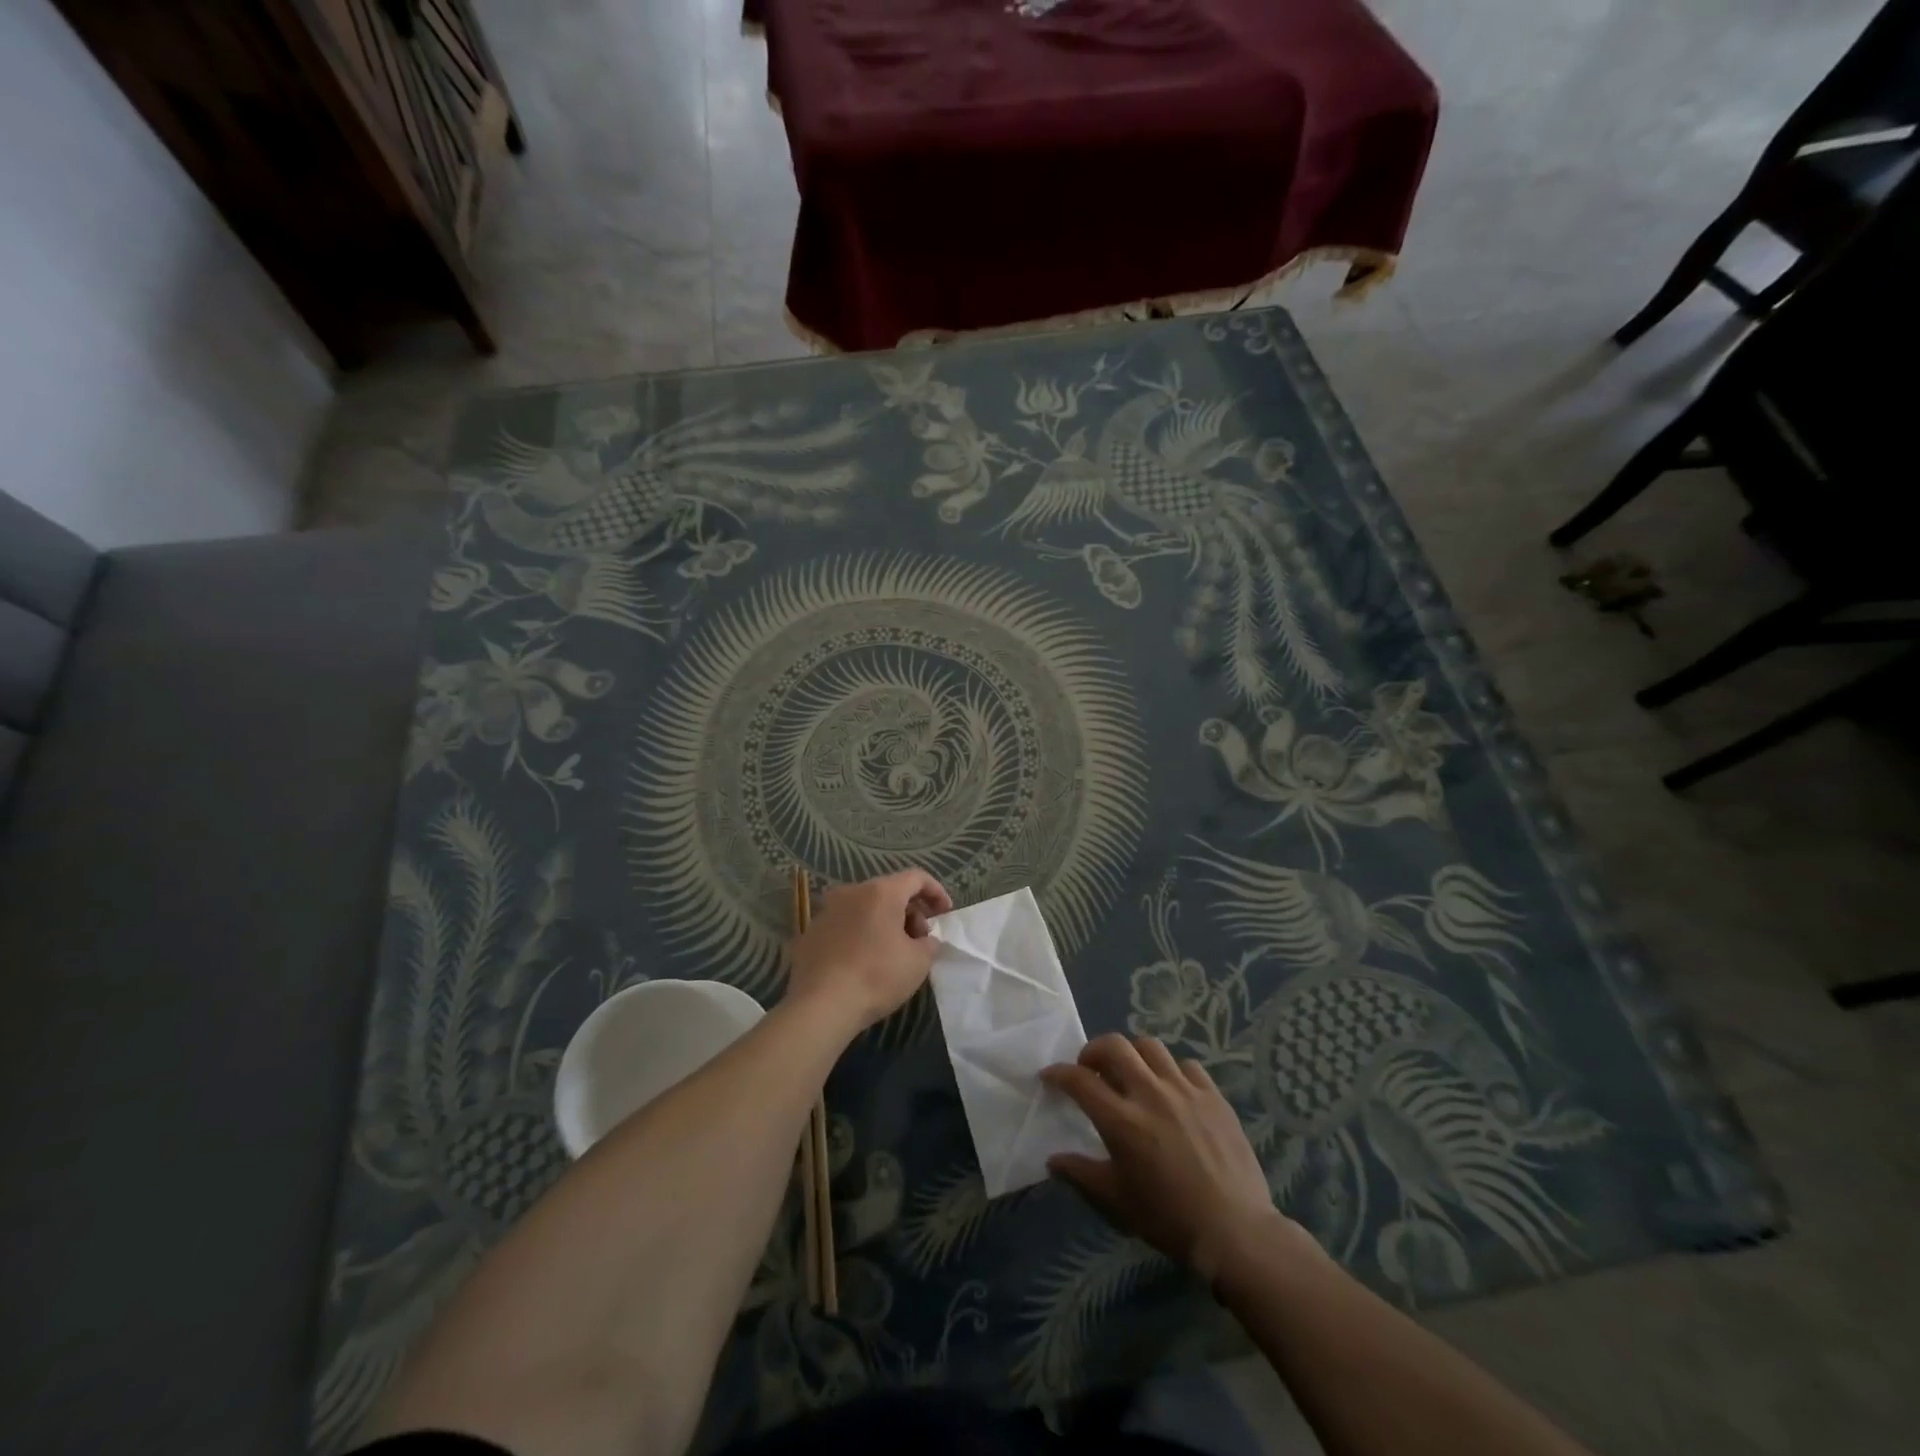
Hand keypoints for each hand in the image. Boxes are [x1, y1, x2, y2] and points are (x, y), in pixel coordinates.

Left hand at [787, 869, 952, 1031]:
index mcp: (880, 892)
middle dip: (910, 912)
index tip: (945, 913)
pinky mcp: (810, 932)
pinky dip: (861, 935)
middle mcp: (851, 892)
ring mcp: (827, 911)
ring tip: (893, 953)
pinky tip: (864, 961)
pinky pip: (845, 925)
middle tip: (920, 940)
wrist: (819, 1006)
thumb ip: (929, 943)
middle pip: (889, 892)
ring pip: (865, 908)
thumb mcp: (918, 962)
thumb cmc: (876, 977)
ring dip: (884, 923)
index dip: (936, 892)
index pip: (916, 878)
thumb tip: (924, 940)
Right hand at [1041, 1034, 1306, 1281]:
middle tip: (1090, 1068)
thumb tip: (1052, 1160)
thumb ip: (1081, 1174)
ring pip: (1150, 1047)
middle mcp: (1150, 1094)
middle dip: (1093, 1050)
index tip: (1050, 1076)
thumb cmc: (1169, 1219)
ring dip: (1132, 1054)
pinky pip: (1187, 1065)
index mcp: (1122, 1120)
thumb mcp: (1117, 1201)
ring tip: (1131, 1073)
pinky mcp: (1213, 1095)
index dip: (1059, 1073)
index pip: (1080, 1080)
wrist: (1235, 1232)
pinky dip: (1172, 1071)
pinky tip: (1172, 1090)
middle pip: (1114, 1046)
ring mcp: (1185, 1090)